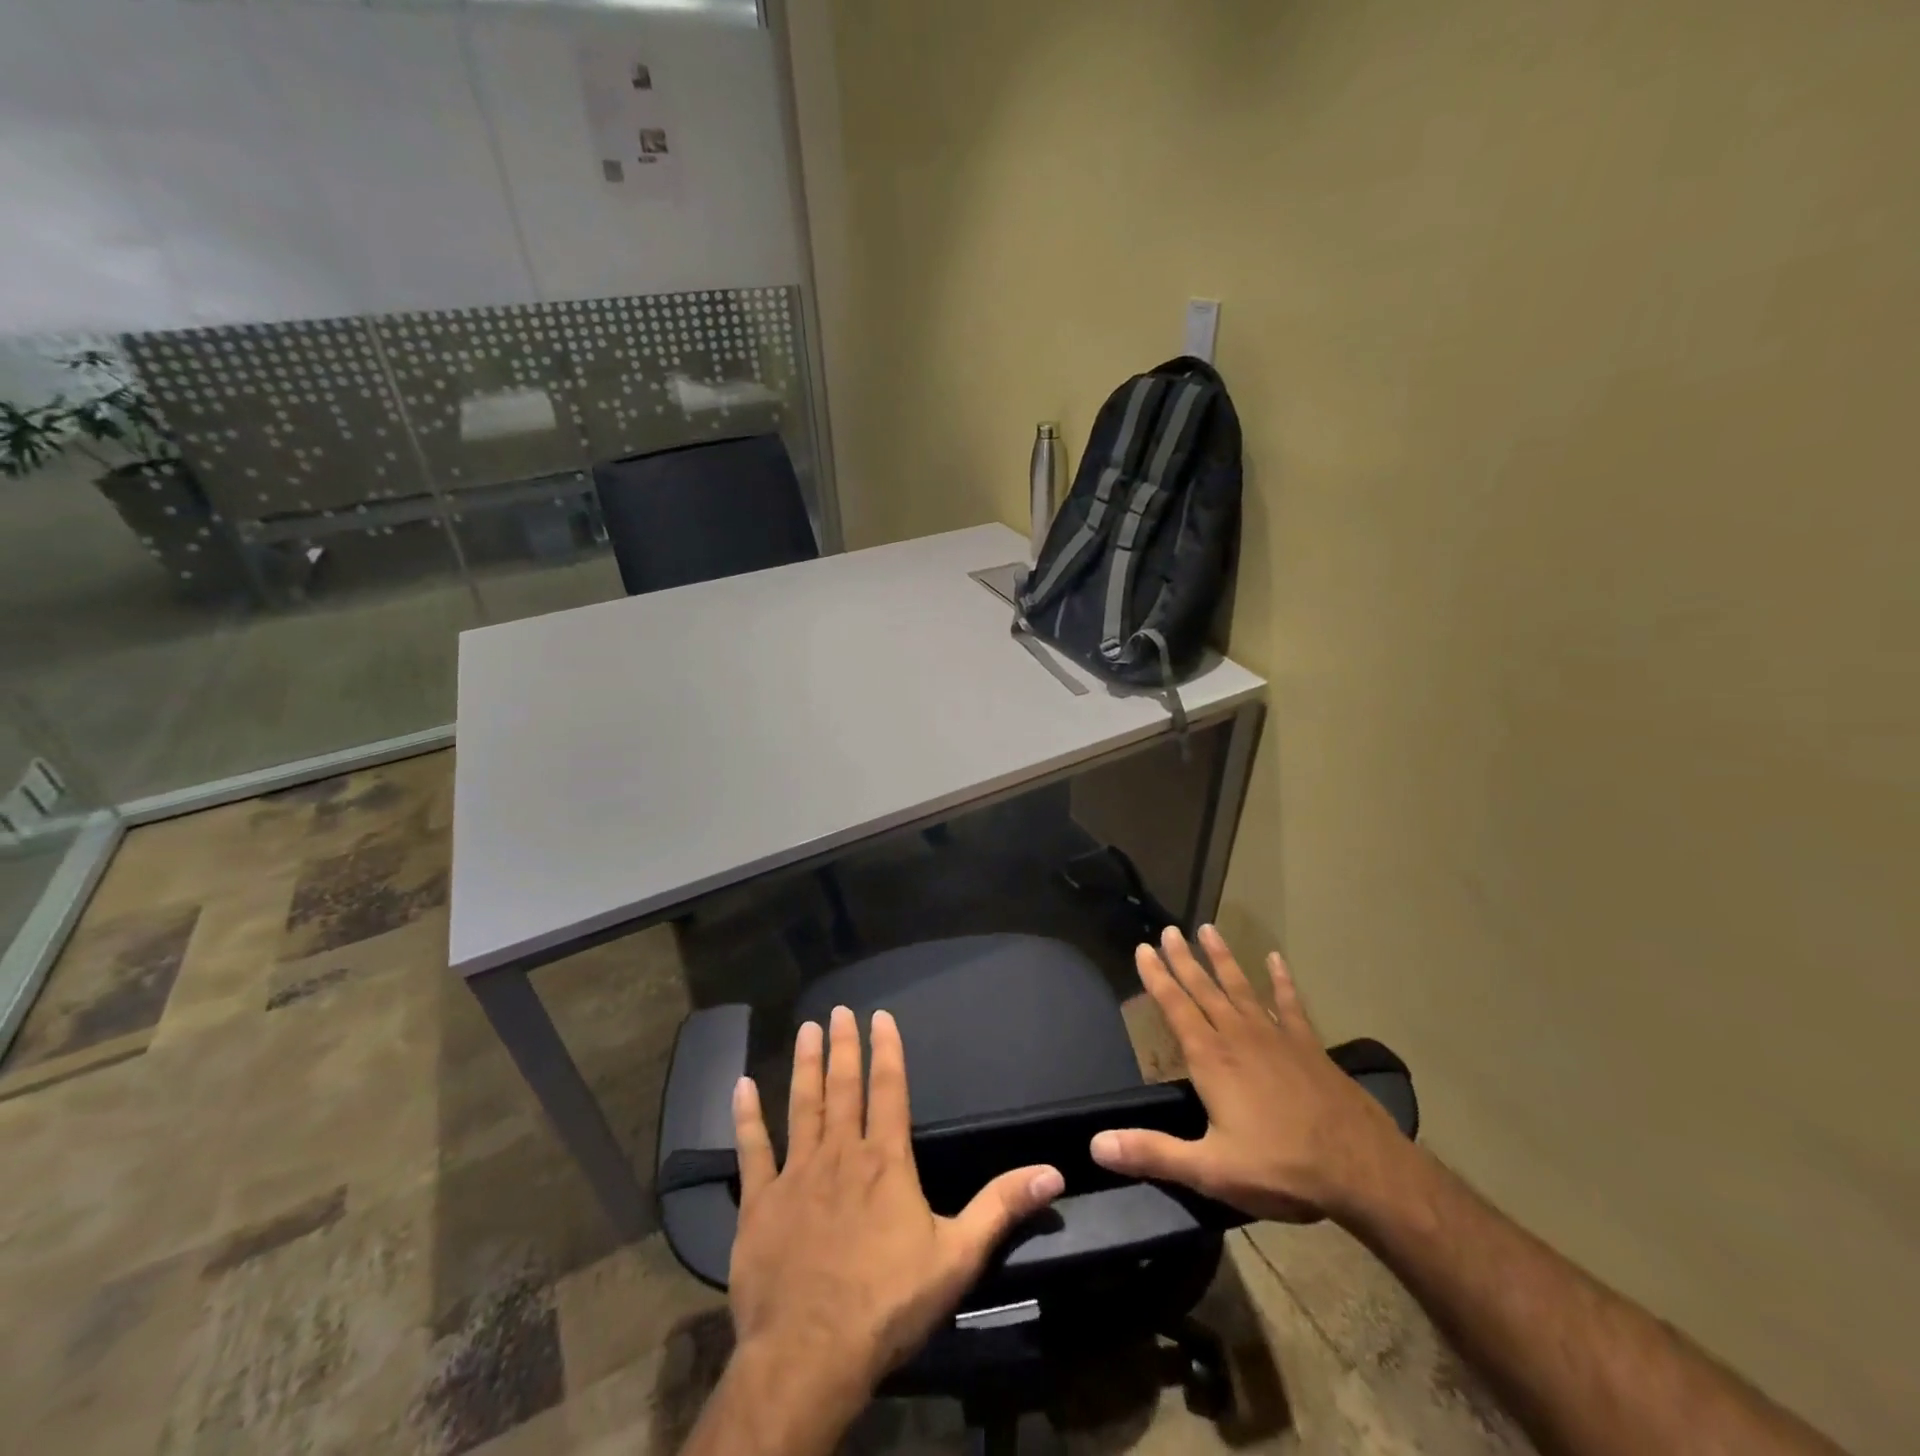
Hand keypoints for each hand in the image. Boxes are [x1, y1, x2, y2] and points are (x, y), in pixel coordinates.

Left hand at [729, 1005, 1065, 1396]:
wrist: (810, 1355)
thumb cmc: (888, 1303)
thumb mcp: (957, 1257)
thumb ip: (1001, 1207)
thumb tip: (1053, 1171)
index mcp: (885, 1161)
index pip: (889, 1090)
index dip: (887, 1050)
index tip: (881, 1016)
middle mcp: (840, 1153)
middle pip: (844, 1087)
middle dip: (843, 1046)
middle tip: (839, 1010)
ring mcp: (796, 1174)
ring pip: (802, 1105)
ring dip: (805, 1066)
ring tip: (805, 1030)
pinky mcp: (759, 1202)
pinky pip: (752, 1150)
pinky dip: (746, 1117)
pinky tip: (740, 1087)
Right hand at [1091, 924, 1402, 1222]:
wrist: (1363, 1170)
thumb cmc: (1281, 1168)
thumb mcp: (1210, 1170)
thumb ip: (1153, 1152)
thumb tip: (1097, 1144)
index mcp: (1212, 1059)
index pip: (1175, 1007)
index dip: (1156, 977)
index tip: (1143, 948)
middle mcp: (1239, 1036)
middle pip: (1204, 988)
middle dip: (1183, 959)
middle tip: (1169, 930)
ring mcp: (1276, 1037)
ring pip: (1241, 987)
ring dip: (1222, 959)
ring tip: (1208, 930)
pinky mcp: (1307, 1046)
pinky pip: (1290, 1003)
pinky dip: (1282, 980)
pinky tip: (1275, 959)